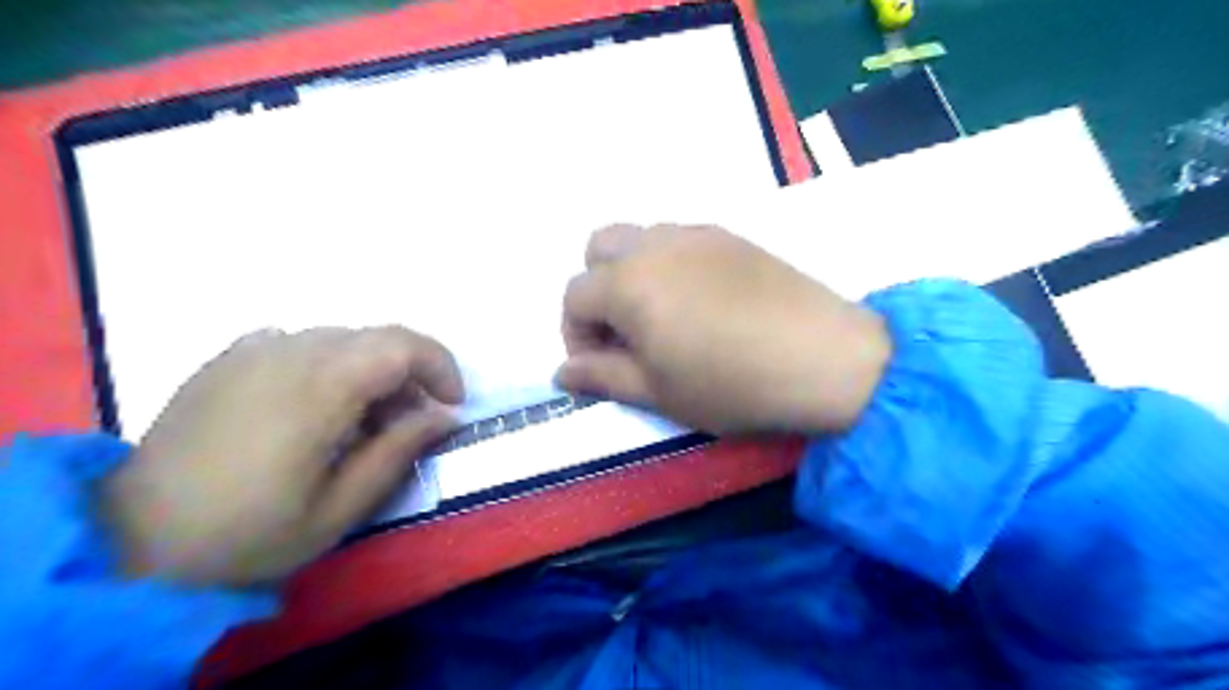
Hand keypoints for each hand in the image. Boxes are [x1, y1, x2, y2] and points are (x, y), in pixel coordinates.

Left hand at [100, 327, 462, 583]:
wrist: (132, 541)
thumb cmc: (247, 534)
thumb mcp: (340, 509)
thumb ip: (398, 451)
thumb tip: (444, 415)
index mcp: (320, 388)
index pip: (403, 345)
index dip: (440, 366)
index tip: (449, 405)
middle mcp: (289, 353)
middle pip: (377, 337)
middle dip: (409, 374)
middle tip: (406, 424)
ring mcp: (253, 350)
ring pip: (341, 338)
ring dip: (370, 371)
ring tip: (357, 423)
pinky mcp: (228, 358)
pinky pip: (300, 343)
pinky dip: (328, 366)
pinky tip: (310, 407)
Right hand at [562, 224, 893, 432]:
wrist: (825, 358)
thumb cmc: (731, 384)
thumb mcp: (657, 392)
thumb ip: (601, 377)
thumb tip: (561, 374)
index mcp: (629, 282)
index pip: (574, 295)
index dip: (575, 334)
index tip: (599, 367)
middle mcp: (655, 244)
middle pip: (598, 248)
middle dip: (597, 289)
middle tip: (624, 333)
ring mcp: (697, 233)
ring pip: (641, 238)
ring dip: (633, 273)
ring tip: (663, 319)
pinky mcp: (731, 236)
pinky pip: (680, 240)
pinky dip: (669, 265)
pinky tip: (700, 303)